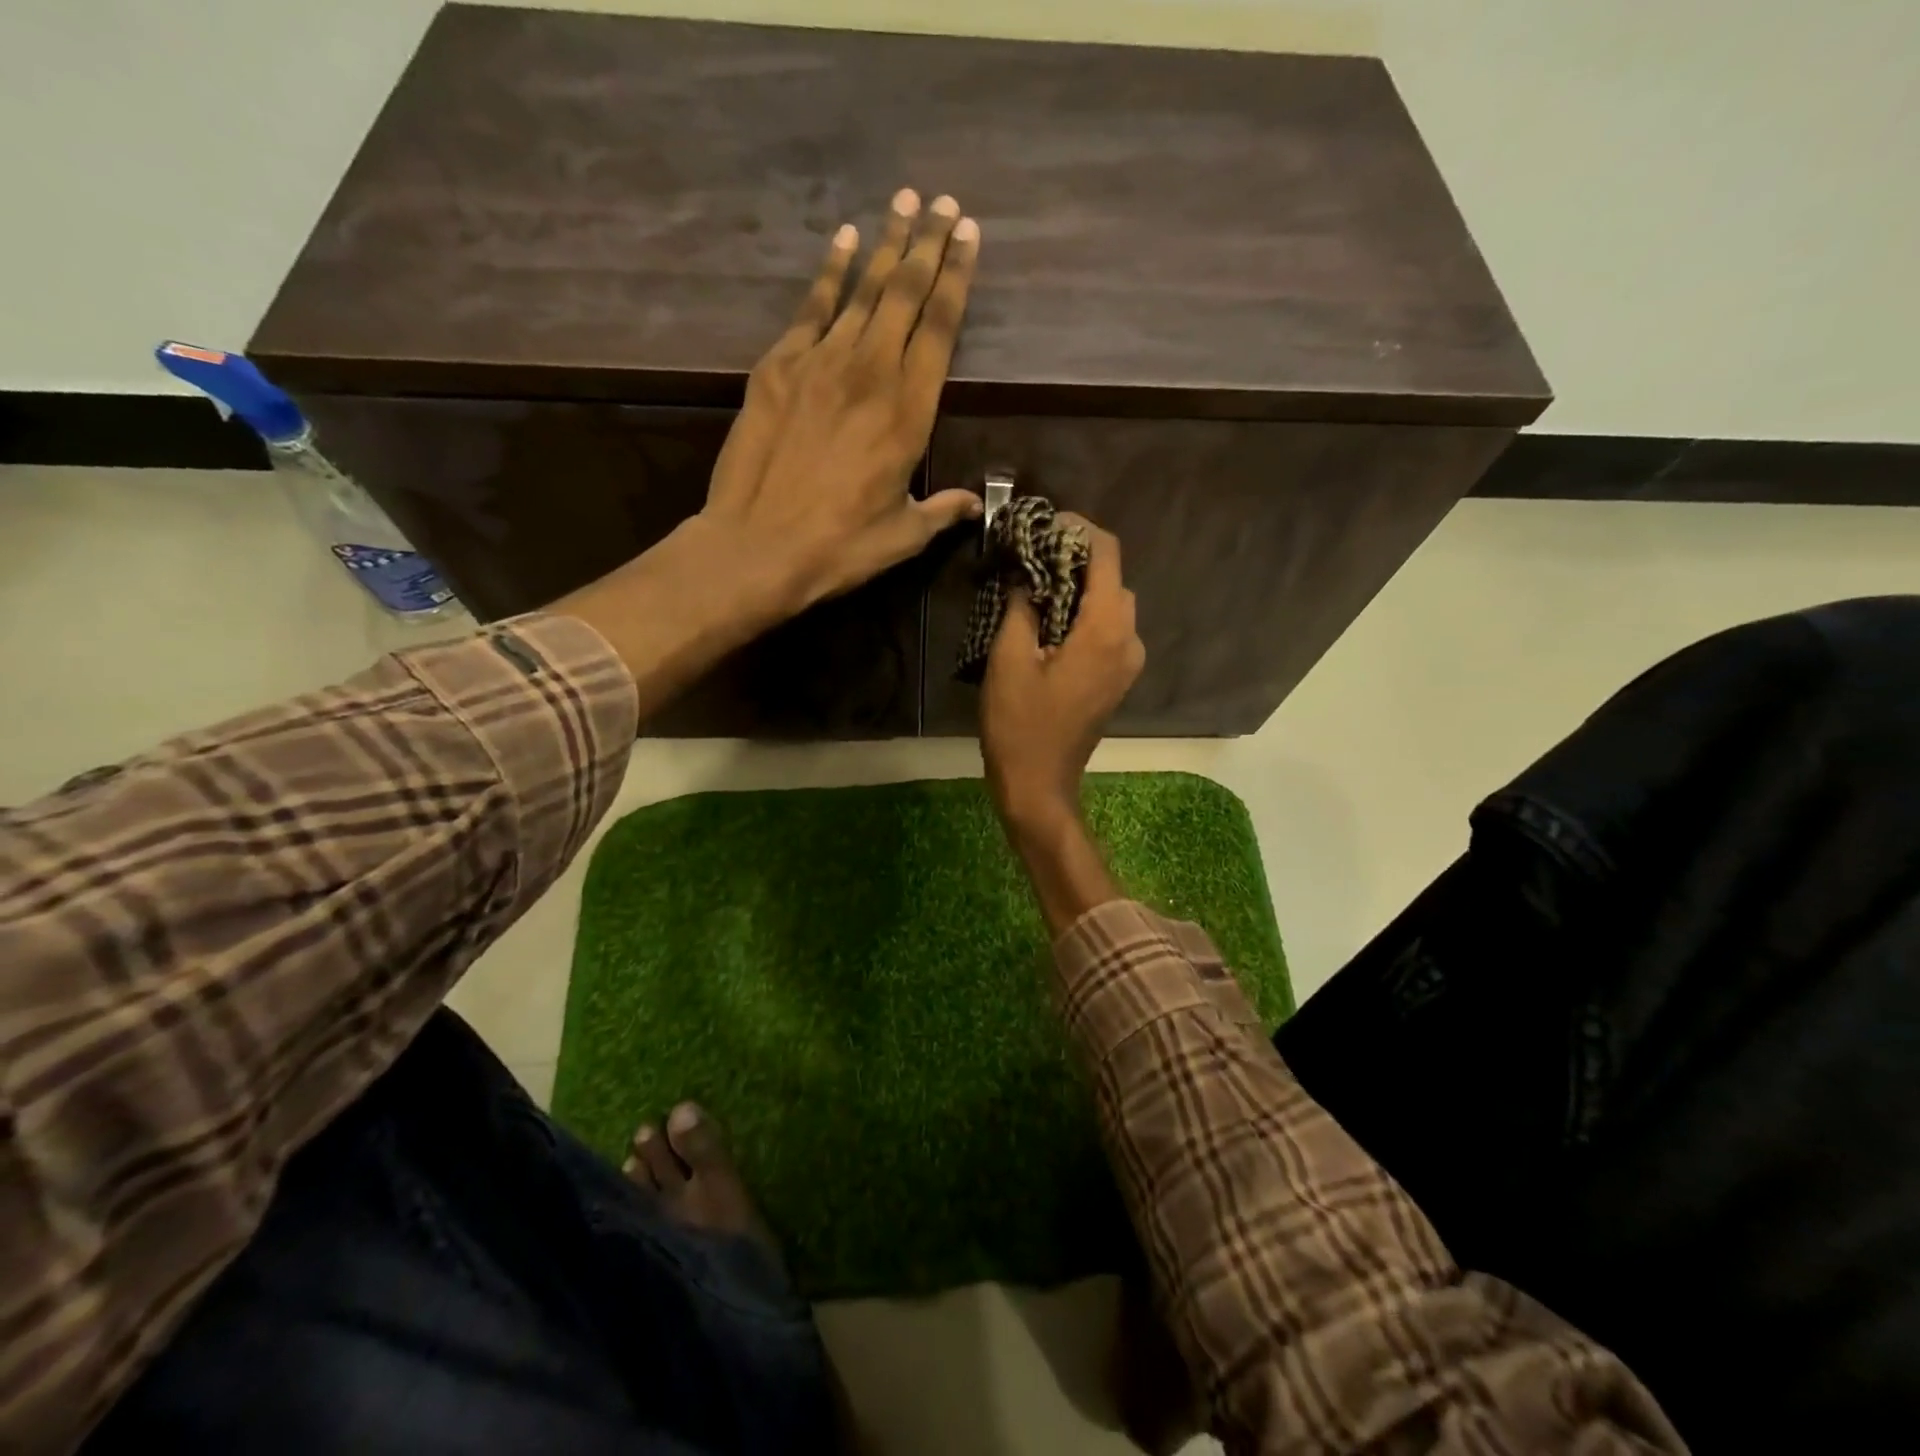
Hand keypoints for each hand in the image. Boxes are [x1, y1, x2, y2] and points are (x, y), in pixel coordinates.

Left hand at [700, 188, 983, 611]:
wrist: (758, 545)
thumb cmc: (840, 547)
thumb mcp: (903, 537)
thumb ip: (940, 511)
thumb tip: (971, 505)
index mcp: (910, 413)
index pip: (941, 328)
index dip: (958, 278)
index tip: (970, 236)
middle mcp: (871, 373)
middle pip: (905, 295)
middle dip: (928, 244)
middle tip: (944, 204)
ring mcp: (820, 363)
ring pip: (862, 290)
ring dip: (886, 245)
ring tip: (904, 203)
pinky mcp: (779, 367)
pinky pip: (811, 307)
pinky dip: (829, 272)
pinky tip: (844, 240)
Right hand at [980, 516, 1145, 831]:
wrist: (1039, 784)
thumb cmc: (1020, 723)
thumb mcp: (1009, 658)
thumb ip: (1021, 604)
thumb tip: (1026, 572)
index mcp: (1106, 629)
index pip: (1107, 555)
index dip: (1078, 529)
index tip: (1044, 524)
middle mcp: (1128, 640)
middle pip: (1112, 578)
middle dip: (1076, 558)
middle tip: (1032, 554)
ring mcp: (1127, 662)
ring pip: (1112, 604)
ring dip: (1080, 587)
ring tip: (1036, 583)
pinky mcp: (1118, 678)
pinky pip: (1108, 630)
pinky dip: (1084, 613)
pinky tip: (1050, 618)